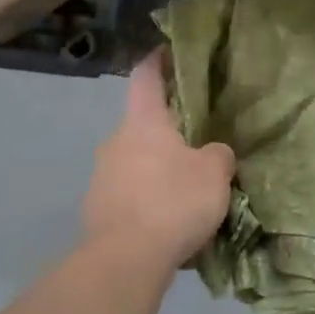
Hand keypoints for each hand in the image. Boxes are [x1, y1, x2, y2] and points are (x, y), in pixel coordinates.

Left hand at [82, 51, 235, 268]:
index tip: (169, 53)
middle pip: (142, 123)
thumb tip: (213, 153)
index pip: (146, 76)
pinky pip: (128, 193)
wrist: (124, 261)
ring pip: (134, 160)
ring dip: (156, 167)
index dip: (158, 61)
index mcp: (144, 121)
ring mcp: (101, 176)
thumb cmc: (173, 202)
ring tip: (184, 186)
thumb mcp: (214, 173)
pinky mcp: (97, 210)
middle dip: (166, 128)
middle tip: (195, 139)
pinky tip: (166, 219)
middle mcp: (116, 140)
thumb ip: (217, 155)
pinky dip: (146, 198)